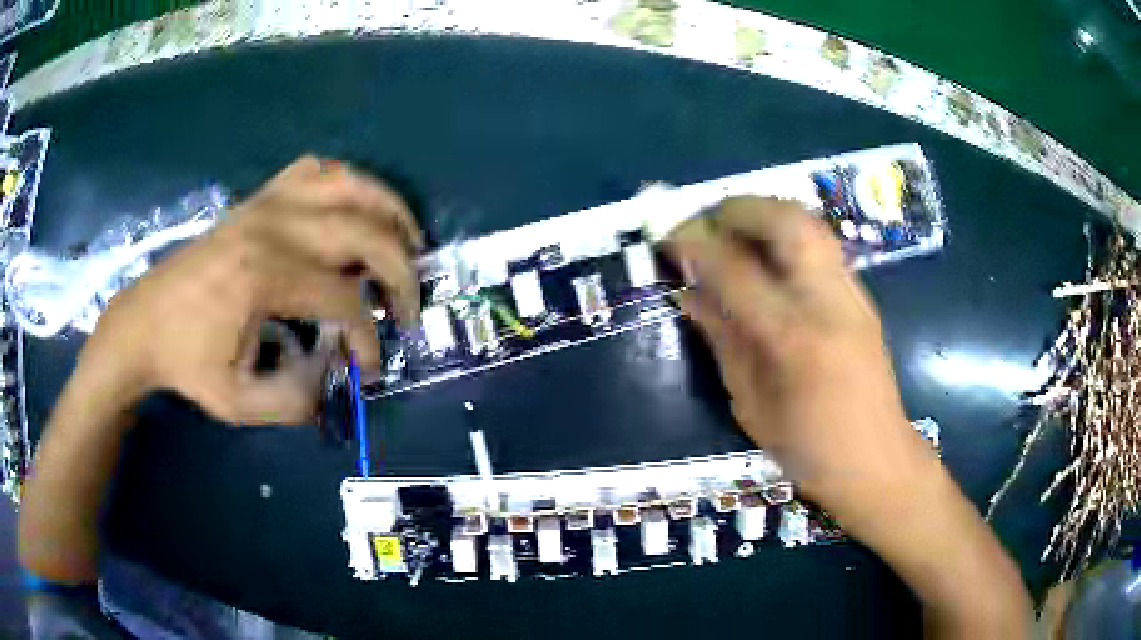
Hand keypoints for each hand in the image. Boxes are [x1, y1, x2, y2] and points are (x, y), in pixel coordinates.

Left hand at [79, 155, 422, 424]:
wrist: (143, 324)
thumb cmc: (186, 363)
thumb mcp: (239, 404)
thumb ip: (297, 400)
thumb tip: (339, 378)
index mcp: (265, 277)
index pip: (345, 300)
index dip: (368, 337)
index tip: (369, 368)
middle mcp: (273, 227)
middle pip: (363, 232)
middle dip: (401, 272)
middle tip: (408, 308)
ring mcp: (265, 204)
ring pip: (348, 183)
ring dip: (388, 209)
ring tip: (407, 241)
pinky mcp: (257, 199)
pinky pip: (313, 171)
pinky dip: (345, 183)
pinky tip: (351, 210)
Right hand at [665, 197, 938, 527]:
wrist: (877, 460)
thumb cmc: (808, 449)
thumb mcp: (751, 404)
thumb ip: (722, 340)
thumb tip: (688, 294)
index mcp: (794, 339)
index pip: (737, 270)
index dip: (697, 246)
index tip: (668, 239)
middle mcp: (828, 303)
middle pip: (786, 222)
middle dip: (739, 209)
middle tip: (706, 219)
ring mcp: (852, 295)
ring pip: (810, 224)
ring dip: (766, 212)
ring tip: (733, 227)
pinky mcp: (862, 297)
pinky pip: (821, 245)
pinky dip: (786, 234)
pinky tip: (767, 253)